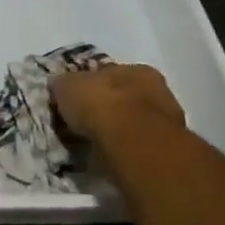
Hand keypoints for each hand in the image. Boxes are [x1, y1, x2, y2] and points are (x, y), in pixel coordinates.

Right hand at [51, 63, 185, 150]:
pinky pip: (135, 145)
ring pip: (132, 122)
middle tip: (81, 122)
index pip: (109, 73)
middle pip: (123, 97)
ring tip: (91, 142)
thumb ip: (64, 83)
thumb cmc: (101, 104)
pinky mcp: (165, 150)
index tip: (73, 99)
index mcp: (136, 70)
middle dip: (104, 108)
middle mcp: (156, 91)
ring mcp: (165, 122)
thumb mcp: (67, 85)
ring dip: (114, 130)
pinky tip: (105, 155)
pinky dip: (121, 149)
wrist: (133, 144)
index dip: (89, 84)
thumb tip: (59, 86)